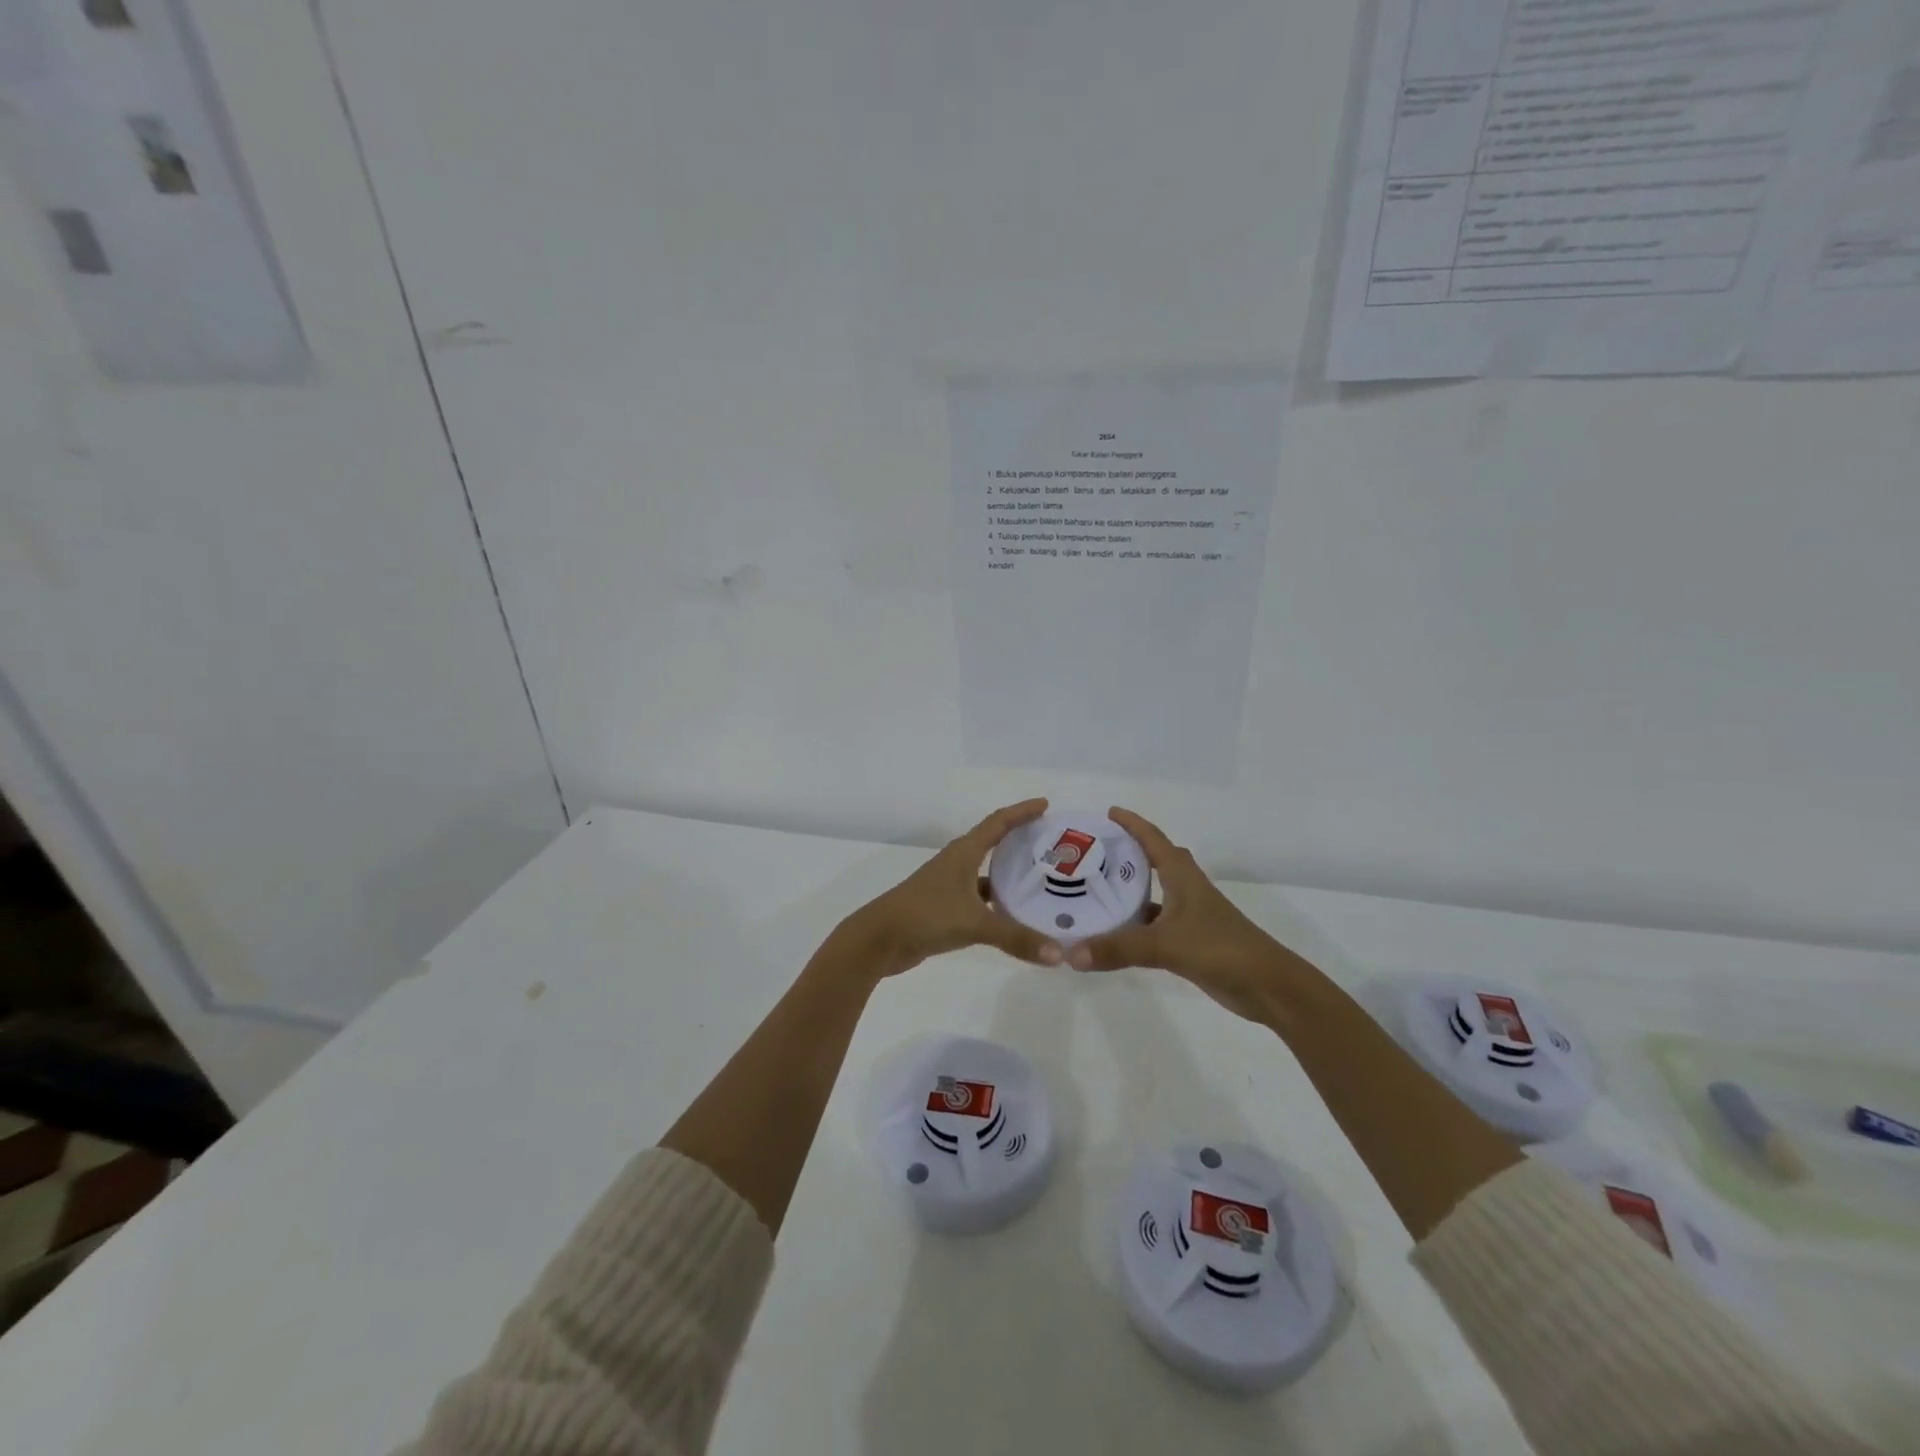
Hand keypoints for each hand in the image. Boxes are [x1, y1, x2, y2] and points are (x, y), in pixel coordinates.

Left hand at [829, 799, 1065, 980]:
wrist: (879, 940)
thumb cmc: (925, 916)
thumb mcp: (974, 924)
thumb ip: (1016, 937)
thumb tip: (1059, 955)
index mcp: (963, 853)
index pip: (997, 823)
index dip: (1021, 812)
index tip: (1045, 805)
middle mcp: (957, 863)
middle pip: (993, 843)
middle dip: (1020, 840)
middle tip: (1051, 843)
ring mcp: (949, 886)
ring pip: (987, 873)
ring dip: (1010, 874)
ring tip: (1042, 879)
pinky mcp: (945, 908)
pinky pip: (980, 898)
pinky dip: (998, 902)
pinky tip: (1016, 915)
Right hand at [1066, 807, 1320, 1024]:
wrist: (1268, 987)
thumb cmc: (1221, 949)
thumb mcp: (1165, 945)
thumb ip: (1119, 948)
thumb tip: (1071, 954)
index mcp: (1183, 877)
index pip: (1154, 840)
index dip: (1132, 824)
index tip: (1108, 812)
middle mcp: (1185, 890)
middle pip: (1153, 862)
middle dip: (1126, 853)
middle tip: (1091, 853)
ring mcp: (1189, 917)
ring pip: (1151, 896)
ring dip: (1127, 892)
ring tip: (1091, 891)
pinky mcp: (1189, 943)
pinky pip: (1152, 926)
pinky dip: (1133, 926)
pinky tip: (1111, 935)